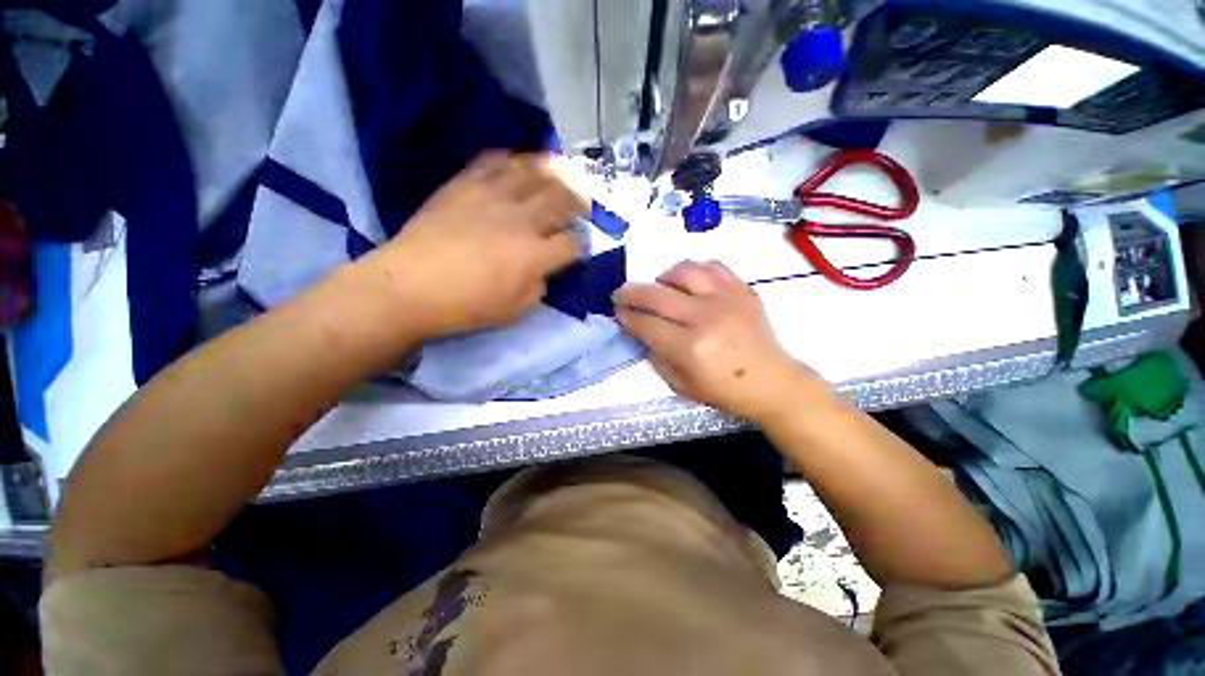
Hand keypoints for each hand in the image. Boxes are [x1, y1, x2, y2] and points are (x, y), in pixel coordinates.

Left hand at [358, 151, 586, 336]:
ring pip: (534, 172)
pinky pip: (494, 162)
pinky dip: (513, 160)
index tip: (578, 248)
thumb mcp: (515, 310)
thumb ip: (538, 286)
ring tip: (562, 176)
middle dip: (579, 201)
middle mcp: (521, 219)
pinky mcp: (465, 184)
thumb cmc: (466, 305)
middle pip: (561, 198)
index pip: (573, 242)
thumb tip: (544, 270)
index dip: (581, 245)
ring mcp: (492, 196)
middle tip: (582, 206)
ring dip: (554, 173)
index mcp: (535, 255)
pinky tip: (519, 166)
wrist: (409, 285)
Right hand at [614, 261, 827, 421]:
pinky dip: (693, 270)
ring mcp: (727, 299)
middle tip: (621, 294)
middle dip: (631, 292)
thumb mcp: (681, 385)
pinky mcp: (743, 290)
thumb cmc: (724, 391)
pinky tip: (688, 282)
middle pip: (657, 294)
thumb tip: (642, 331)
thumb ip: (656, 356)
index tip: (618, 313)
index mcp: (690, 348)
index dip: (627, 316)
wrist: (772, 382)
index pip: (646, 323)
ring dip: (662, 277)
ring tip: (659, 287)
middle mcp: (706, 317)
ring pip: (683, 272)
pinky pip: (712, 266)